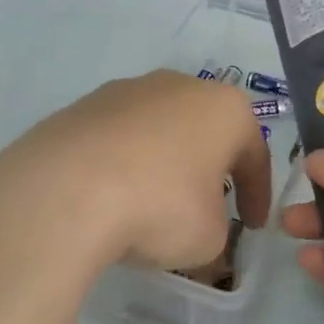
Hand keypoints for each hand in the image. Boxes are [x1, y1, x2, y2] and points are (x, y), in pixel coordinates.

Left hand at [0, 70, 271, 278]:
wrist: (65, 191)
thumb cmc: (160, 207)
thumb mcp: (210, 238)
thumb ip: (218, 231)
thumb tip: (200, 232)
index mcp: (224, 108)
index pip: (255, 154)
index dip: (257, 195)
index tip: (252, 227)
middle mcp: (179, 86)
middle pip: (205, 133)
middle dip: (210, 171)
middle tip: (208, 208)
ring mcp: (126, 90)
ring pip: (159, 131)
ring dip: (164, 165)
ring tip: (153, 205)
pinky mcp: (82, 106)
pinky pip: (118, 139)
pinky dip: (124, 165)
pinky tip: (112, 198)